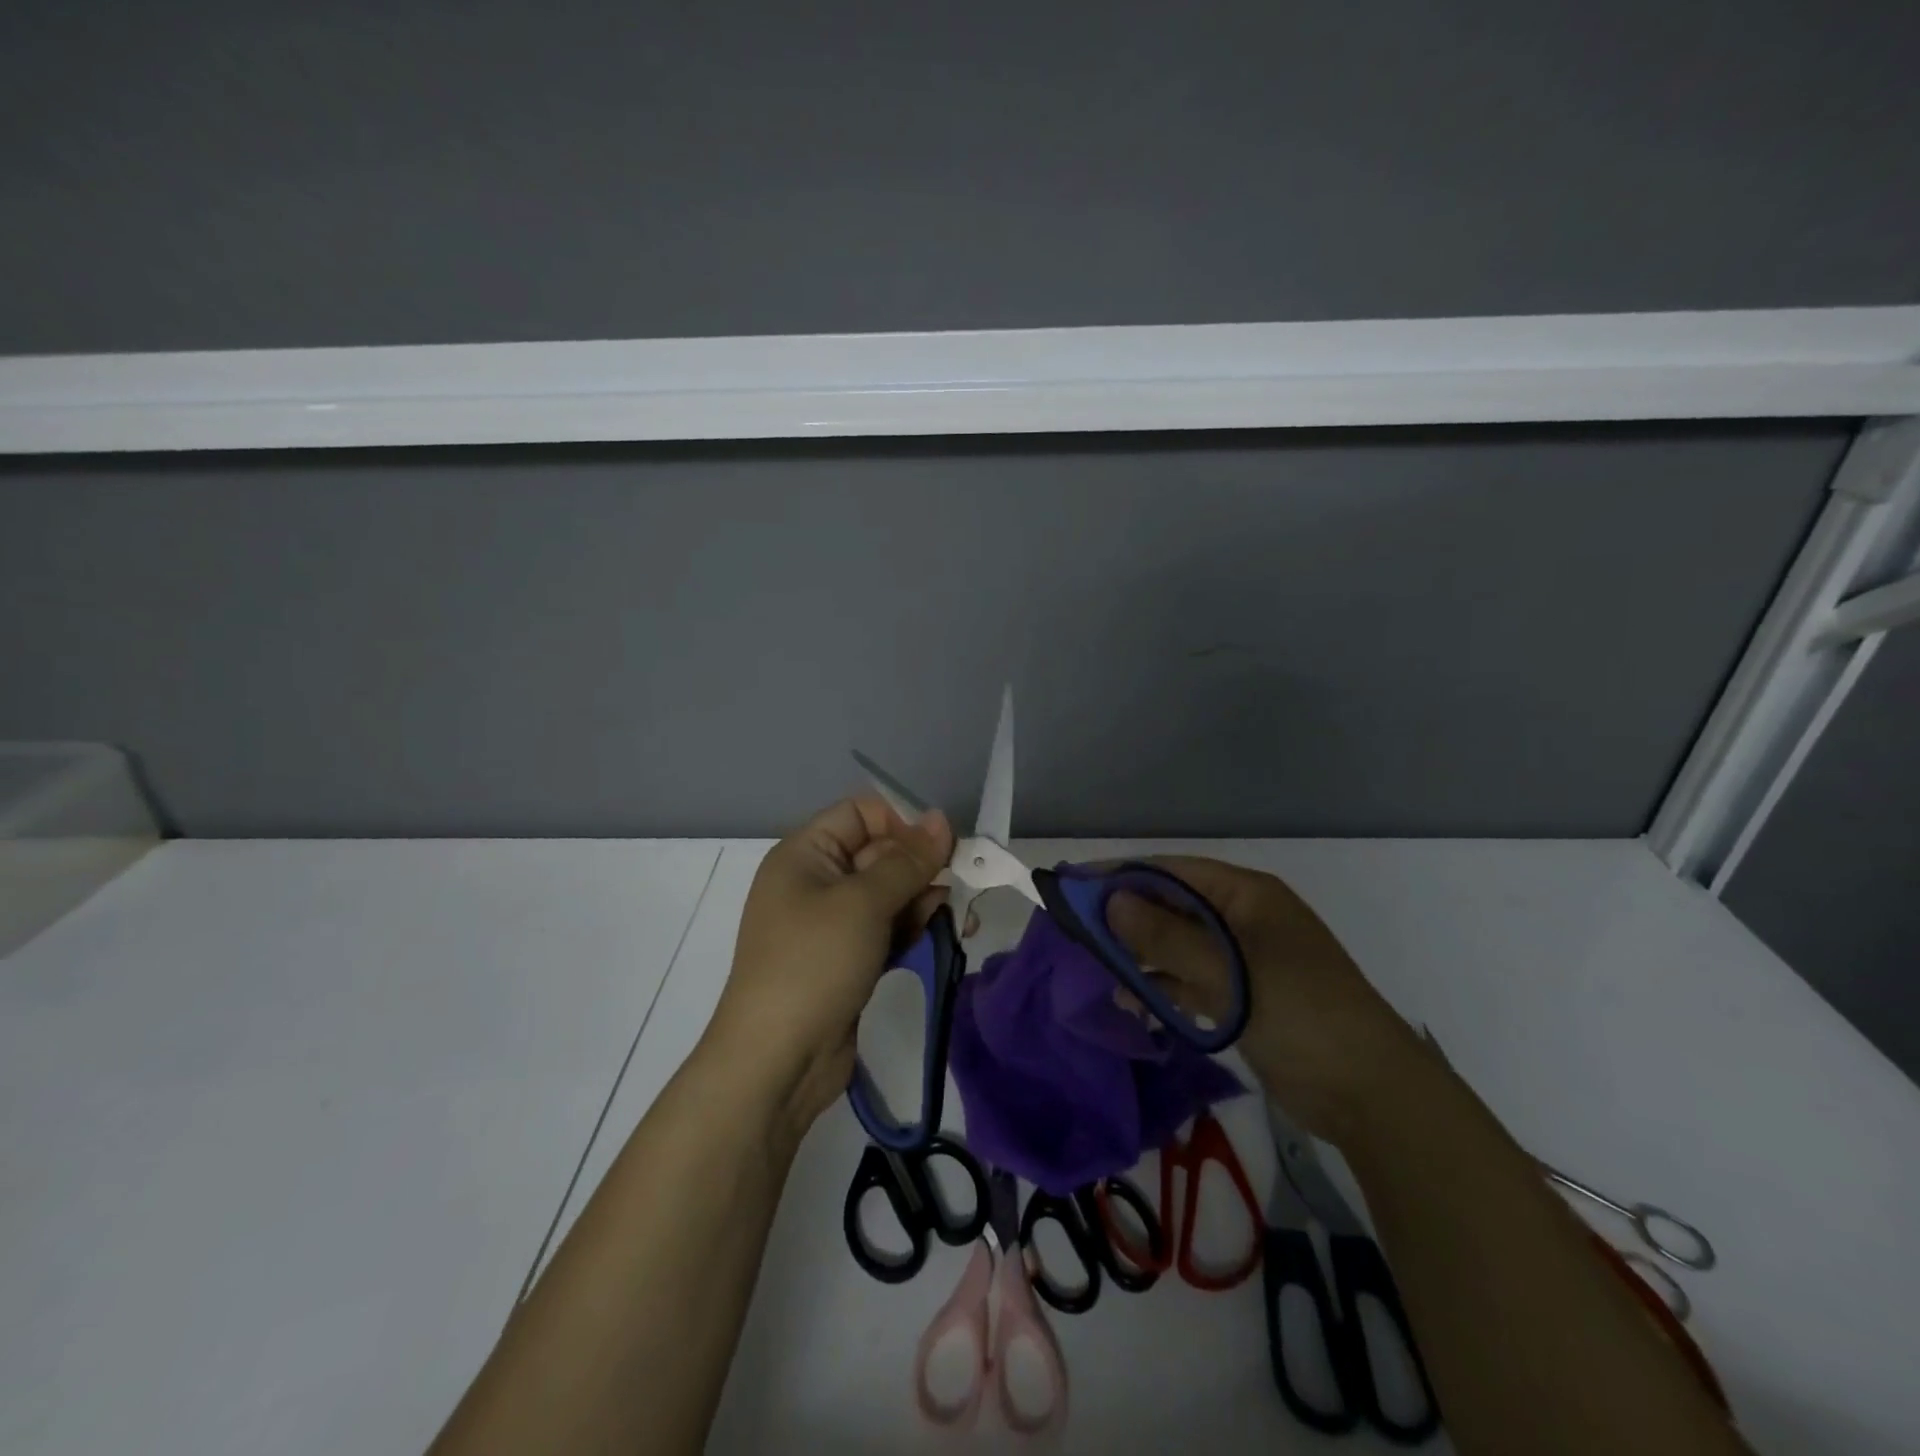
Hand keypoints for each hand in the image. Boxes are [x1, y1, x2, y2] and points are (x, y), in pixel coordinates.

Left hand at [704, 796, 954, 1136]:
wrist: (777, 1061)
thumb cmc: (815, 963)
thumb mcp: (864, 903)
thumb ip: (907, 860)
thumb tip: (940, 819)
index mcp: (805, 854)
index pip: (860, 814)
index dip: (901, 823)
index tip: (941, 847)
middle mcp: (815, 881)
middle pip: (878, 853)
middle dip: (920, 865)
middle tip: (961, 881)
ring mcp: (831, 924)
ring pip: (887, 894)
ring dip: (923, 898)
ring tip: (960, 913)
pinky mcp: (847, 959)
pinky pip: (886, 928)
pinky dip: (912, 927)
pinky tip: (945, 931)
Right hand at [1107, 857, 1424, 1137]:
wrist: (1370, 1094)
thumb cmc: (1301, 1015)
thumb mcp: (1230, 973)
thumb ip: (1167, 938)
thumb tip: (1111, 902)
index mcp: (1247, 896)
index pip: (1172, 872)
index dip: (1122, 875)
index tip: (1075, 886)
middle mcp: (1242, 919)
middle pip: (1173, 907)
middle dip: (1127, 917)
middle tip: (1078, 931)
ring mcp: (1243, 960)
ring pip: (1178, 945)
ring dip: (1142, 955)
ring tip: (1098, 969)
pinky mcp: (1242, 997)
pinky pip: (1190, 980)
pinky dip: (1162, 986)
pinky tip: (1132, 1000)